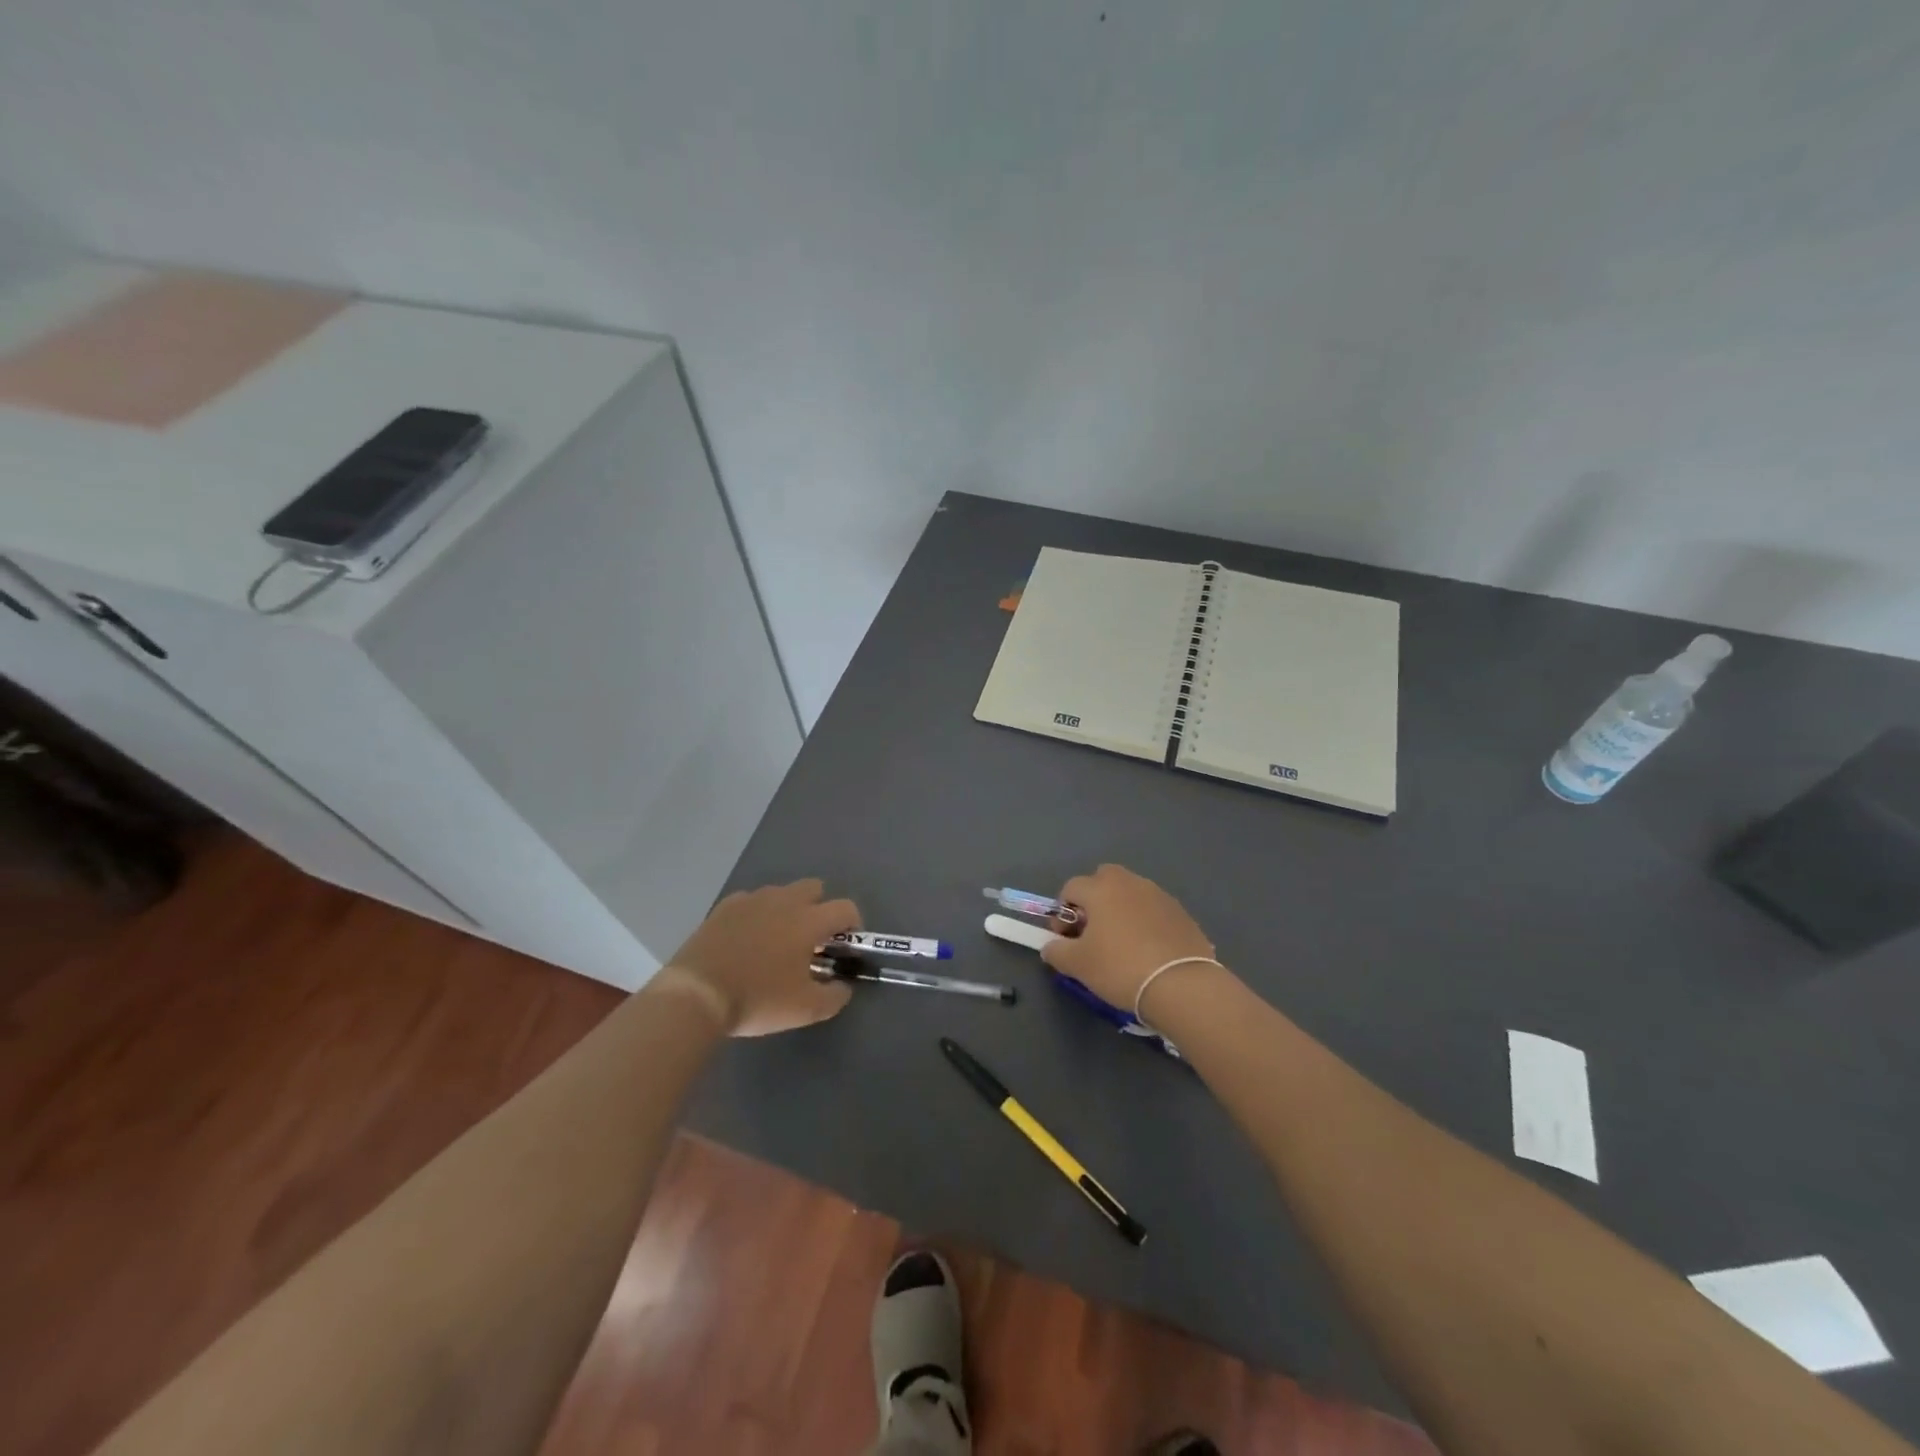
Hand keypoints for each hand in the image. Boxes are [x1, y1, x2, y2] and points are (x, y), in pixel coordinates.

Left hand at [664, 879, 860, 1036]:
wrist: (697, 994)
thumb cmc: (758, 998)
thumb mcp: (805, 1009)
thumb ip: (834, 997)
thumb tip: (843, 987)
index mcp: (809, 920)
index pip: (845, 908)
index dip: (853, 924)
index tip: (846, 945)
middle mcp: (784, 901)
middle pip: (814, 888)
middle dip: (820, 907)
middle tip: (812, 940)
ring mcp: (752, 900)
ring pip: (781, 893)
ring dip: (787, 910)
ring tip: (776, 941)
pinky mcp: (724, 907)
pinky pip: (750, 902)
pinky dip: (756, 915)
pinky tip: (746, 939)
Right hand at [1040, 864, 1218, 1012]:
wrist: (1182, 985)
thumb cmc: (1120, 968)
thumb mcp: (1077, 965)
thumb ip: (1056, 951)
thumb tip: (1051, 946)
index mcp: (1101, 889)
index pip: (1070, 888)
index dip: (1062, 913)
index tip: (1067, 939)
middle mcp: (1130, 883)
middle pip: (1103, 880)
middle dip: (1093, 900)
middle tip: (1093, 933)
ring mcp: (1159, 895)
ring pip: (1130, 894)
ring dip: (1120, 910)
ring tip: (1122, 945)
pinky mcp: (1181, 913)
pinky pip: (1153, 910)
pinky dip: (1145, 923)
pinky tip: (1148, 951)